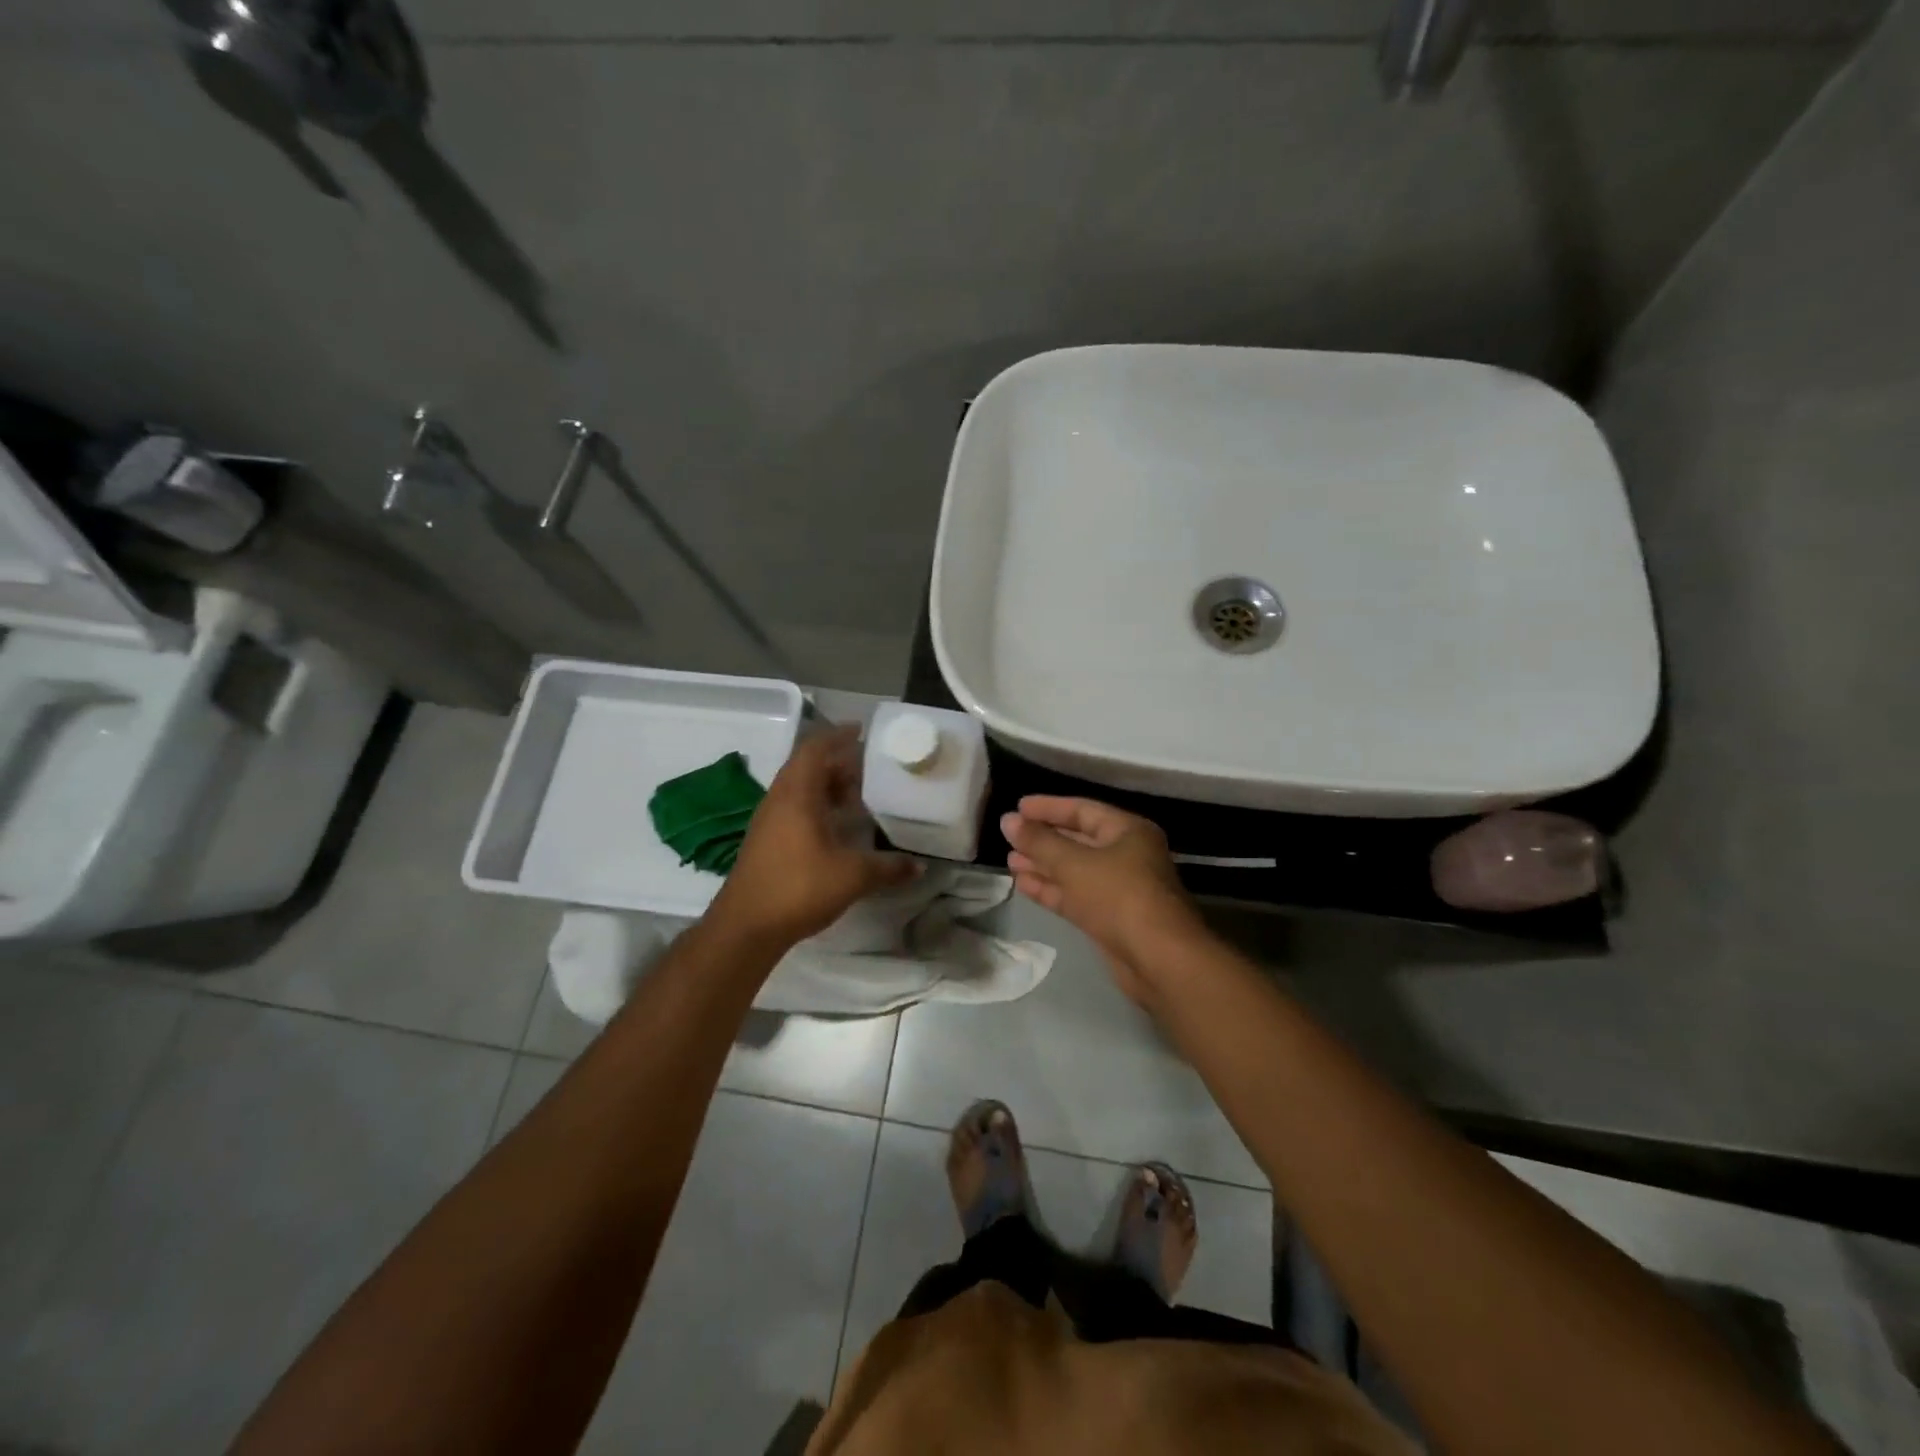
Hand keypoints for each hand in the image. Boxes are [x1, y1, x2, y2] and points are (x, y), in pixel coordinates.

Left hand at [710, 725, 918, 949]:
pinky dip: (819, 806)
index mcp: (797, 793)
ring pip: (801, 789)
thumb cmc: (799, 887)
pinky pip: (796, 808)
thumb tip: (920, 865)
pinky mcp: (767, 841)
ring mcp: (770, 820)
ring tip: (861, 794)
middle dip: (839, 762)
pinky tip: (839, 826)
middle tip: (872, 767)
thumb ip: (889, 867)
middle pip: (808, 766)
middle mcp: (780, 799)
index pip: (815, 748)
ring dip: (829, 786)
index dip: (838, 735)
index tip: (863, 731)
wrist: (746, 927)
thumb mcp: (853, 875)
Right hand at [1000, 796, 1205, 1000]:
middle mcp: (1126, 855)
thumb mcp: (1074, 864)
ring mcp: (1119, 888)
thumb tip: (1008, 820)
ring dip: (1043, 865)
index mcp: (1128, 832)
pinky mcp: (1109, 918)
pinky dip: (1051, 889)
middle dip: (1044, 838)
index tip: (1017, 807)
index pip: (1083, 810)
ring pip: (1074, 870)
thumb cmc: (1119, 897)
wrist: (1159, 960)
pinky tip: (1022, 884)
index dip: (1049, 807)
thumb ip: (1039, 841)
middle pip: (1078, 840)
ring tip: (1010, 860)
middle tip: (1009, 836)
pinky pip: (1075, 895)